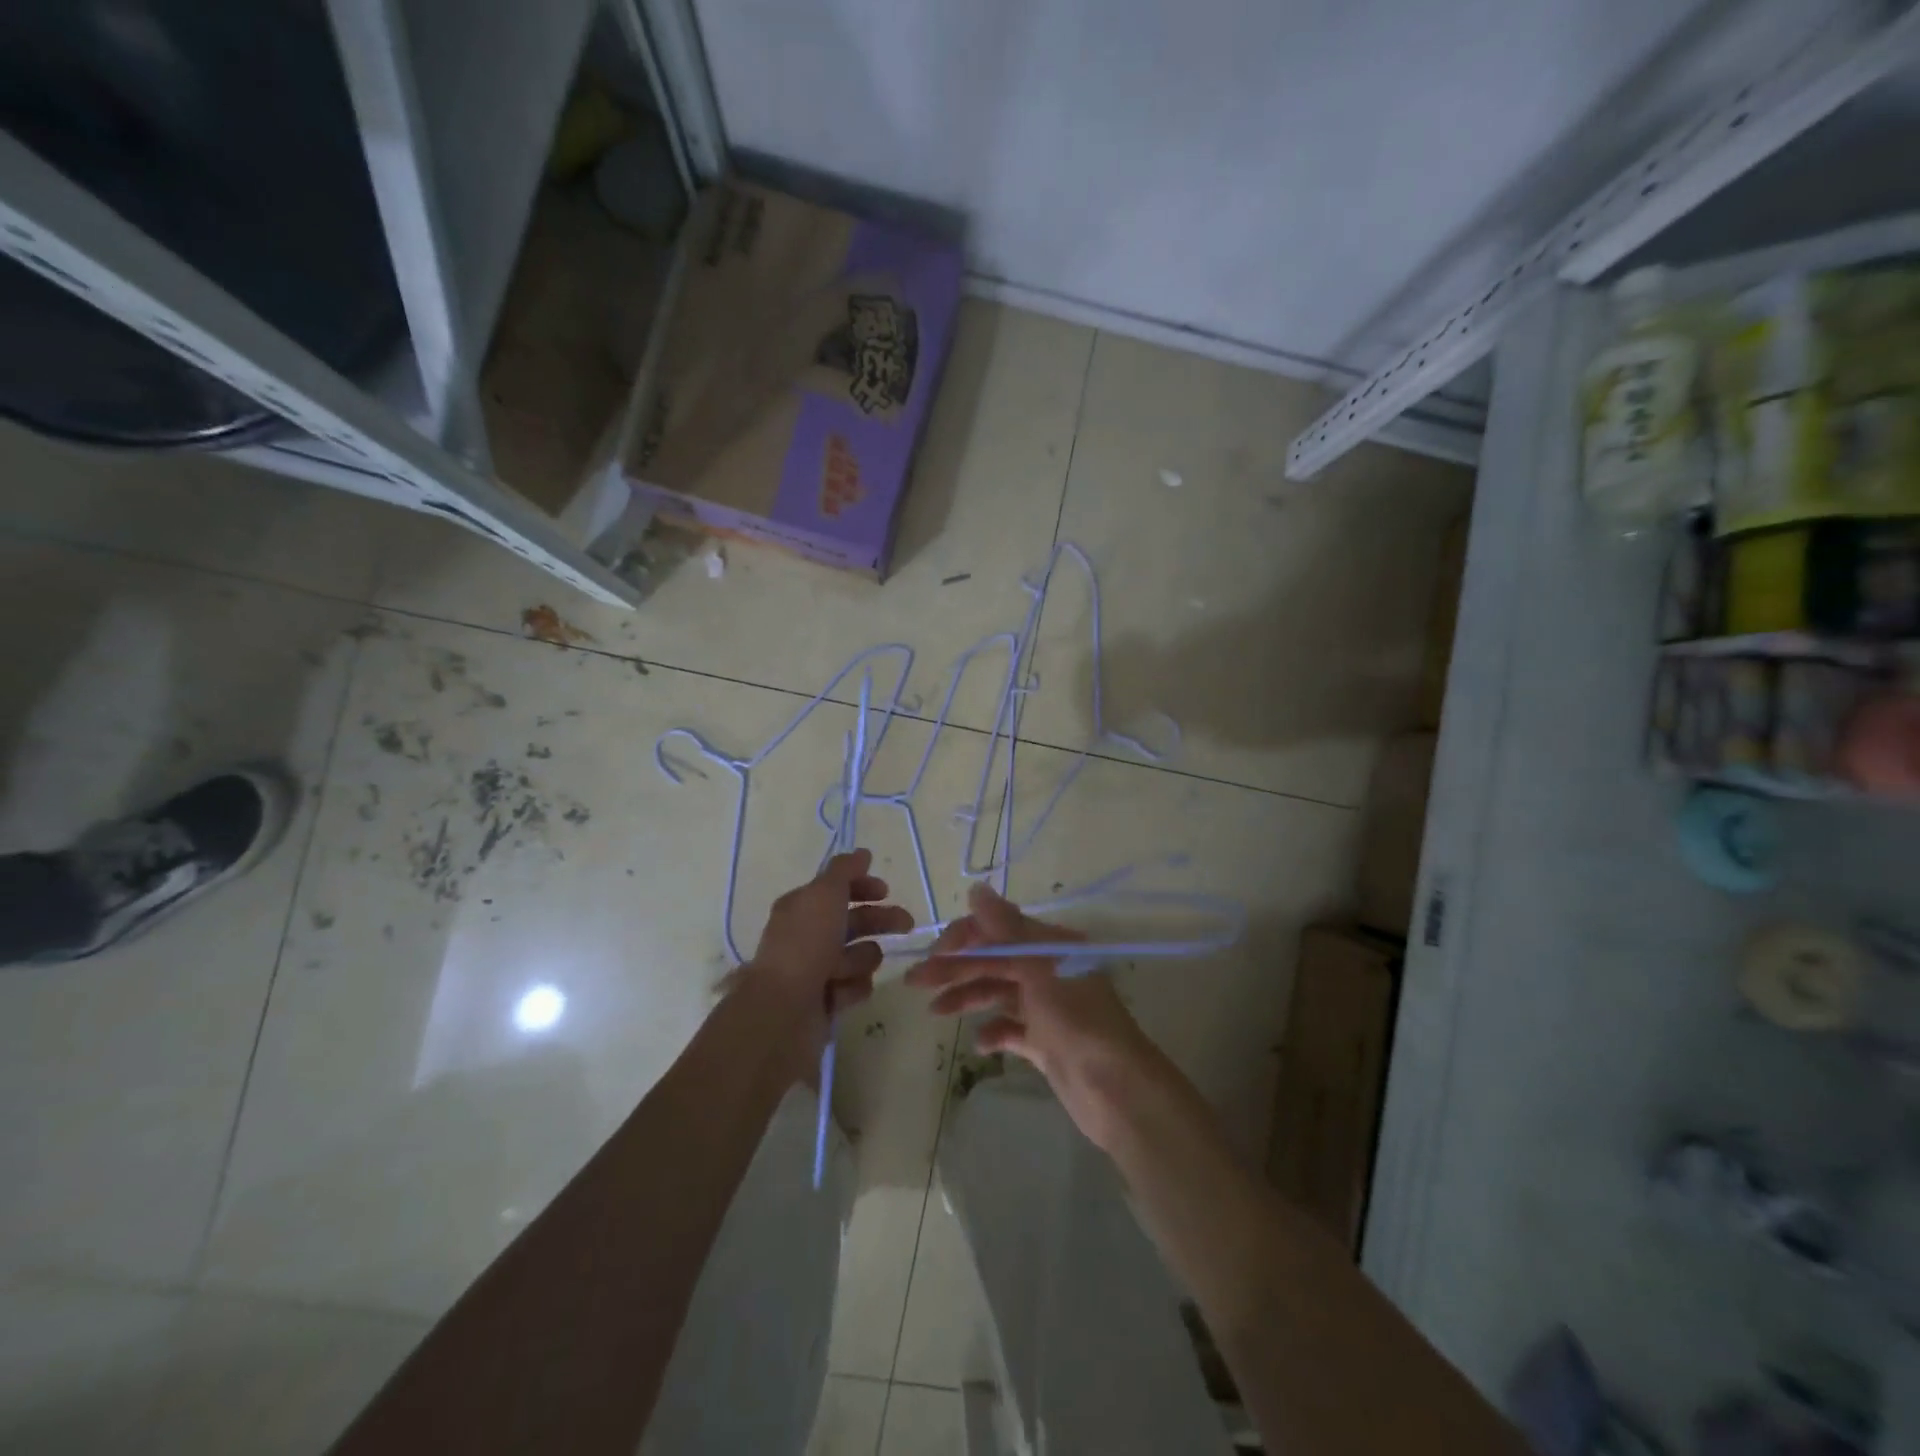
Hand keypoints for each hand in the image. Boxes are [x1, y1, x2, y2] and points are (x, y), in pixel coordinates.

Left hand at [743, 849, 911, 1049]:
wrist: (783, 1009)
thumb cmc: (805, 944)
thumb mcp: (825, 894)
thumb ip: (845, 870)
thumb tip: (863, 853)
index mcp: (802, 907)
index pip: (836, 889)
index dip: (862, 886)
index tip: (885, 890)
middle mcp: (808, 935)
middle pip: (854, 921)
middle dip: (880, 920)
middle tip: (906, 924)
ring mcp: (817, 970)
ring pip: (859, 955)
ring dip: (859, 959)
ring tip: (844, 969)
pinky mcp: (827, 1000)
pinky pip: (855, 986)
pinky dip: (851, 987)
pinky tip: (840, 992)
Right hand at [906, 884, 1156, 1150]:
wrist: (1115, 1089)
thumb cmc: (1076, 1019)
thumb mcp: (1038, 967)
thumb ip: (1005, 929)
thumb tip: (976, 888)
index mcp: (1051, 946)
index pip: (999, 929)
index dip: (965, 937)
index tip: (934, 954)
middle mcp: (1048, 970)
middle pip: (994, 961)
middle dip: (956, 968)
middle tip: (915, 982)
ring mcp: (1047, 1007)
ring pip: (998, 992)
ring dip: (967, 997)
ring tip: (935, 1012)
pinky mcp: (1045, 1042)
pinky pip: (1011, 1029)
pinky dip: (993, 1031)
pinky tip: (980, 1043)